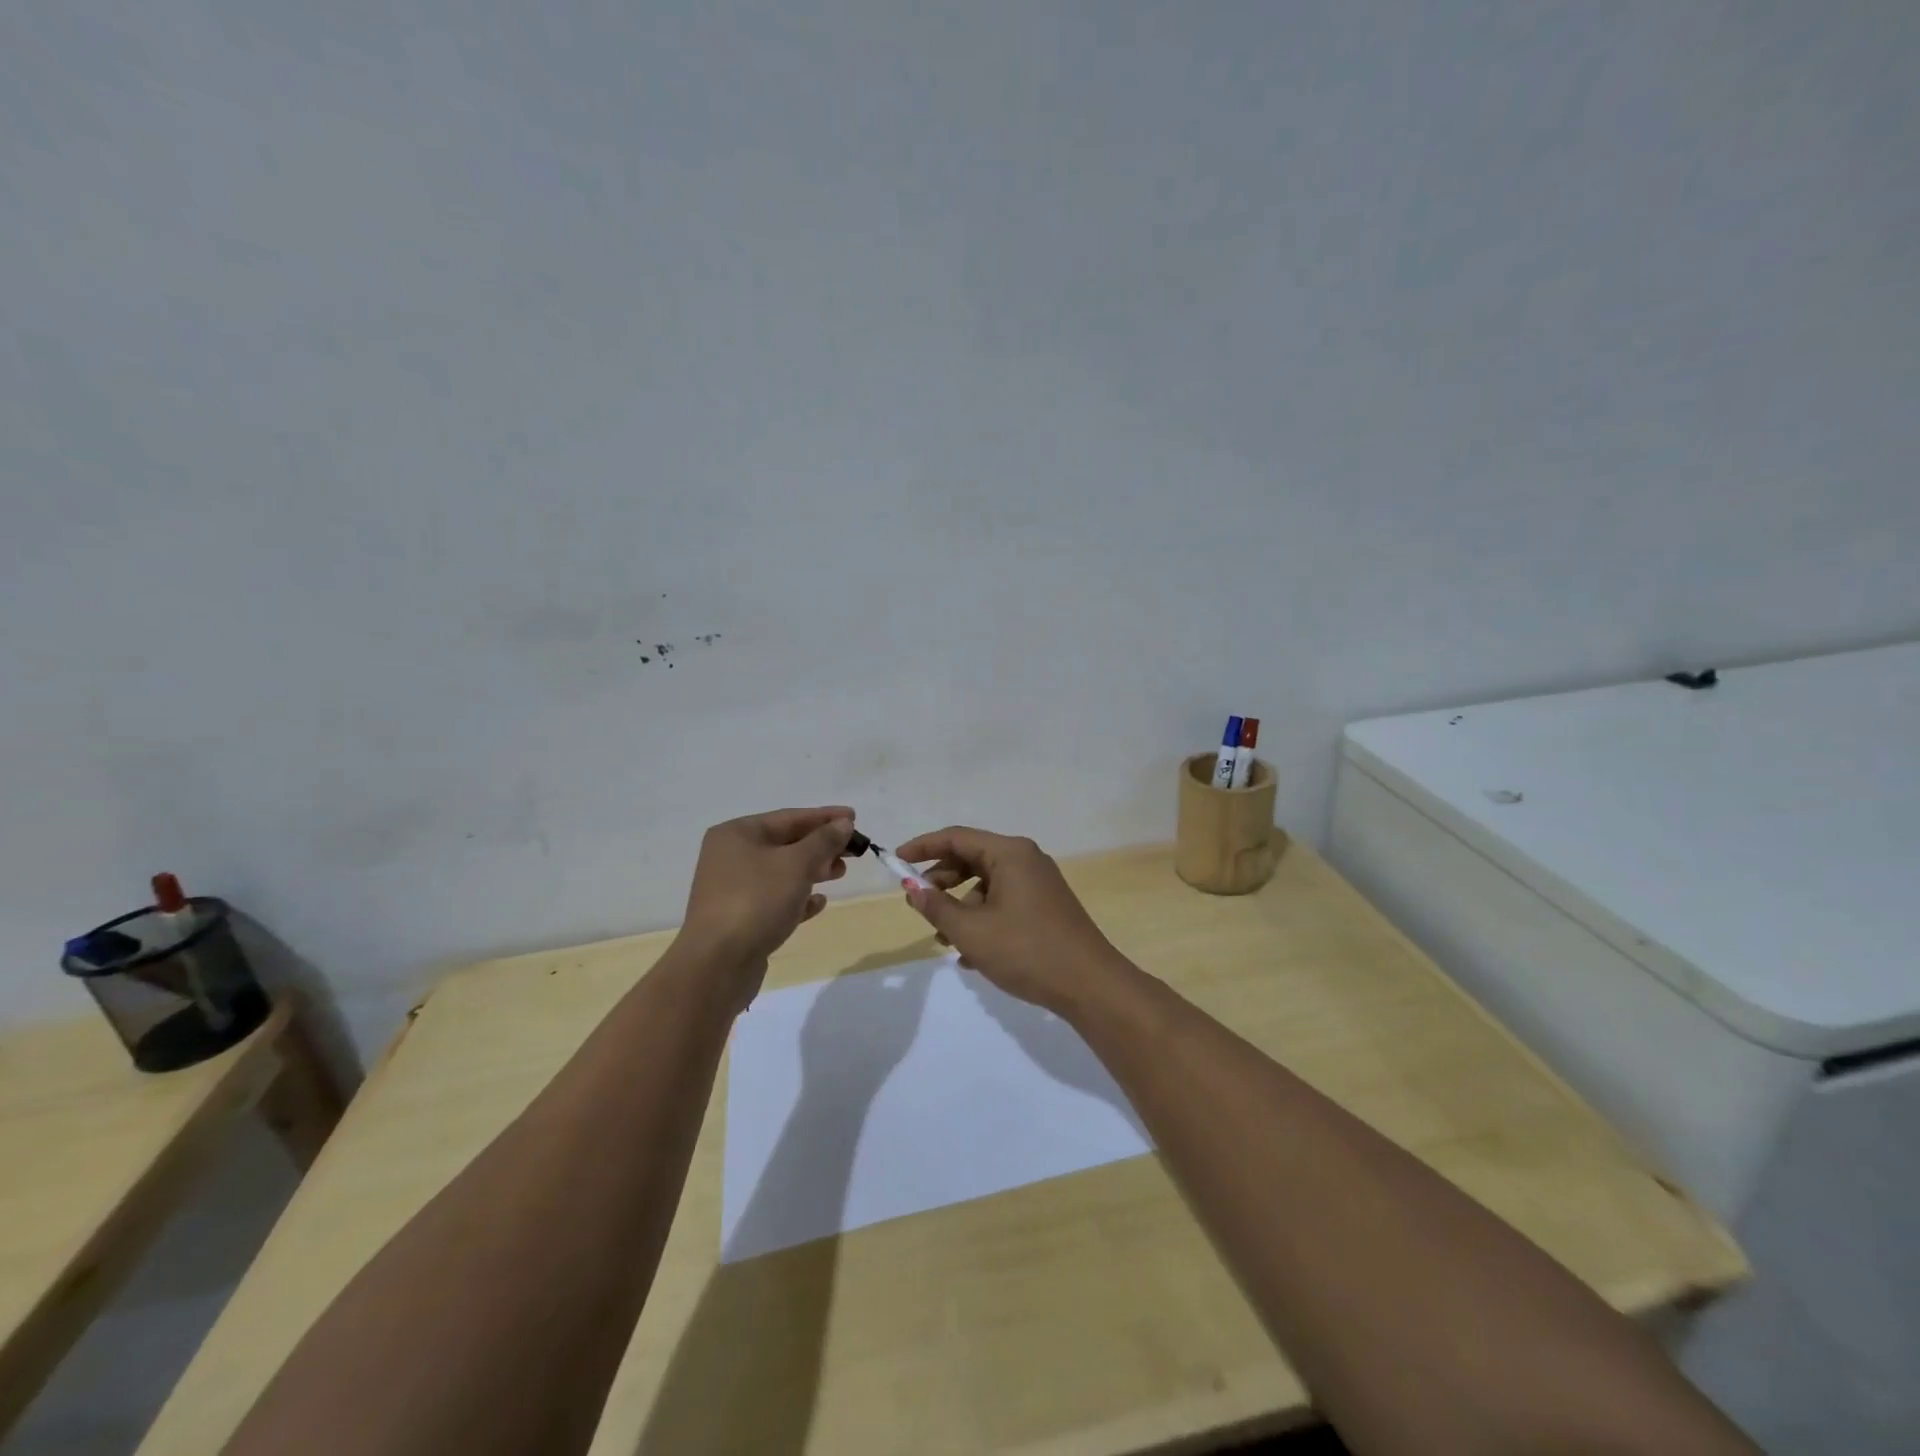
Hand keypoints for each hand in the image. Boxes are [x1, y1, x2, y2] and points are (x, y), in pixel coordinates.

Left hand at [682, 807, 854, 971]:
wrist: (717, 964)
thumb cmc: (757, 901)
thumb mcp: (796, 864)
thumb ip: (823, 840)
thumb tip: (843, 823)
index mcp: (737, 834)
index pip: (789, 817)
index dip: (825, 817)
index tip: (855, 818)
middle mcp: (730, 856)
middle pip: (785, 843)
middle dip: (821, 845)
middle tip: (853, 850)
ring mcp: (733, 889)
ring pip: (781, 872)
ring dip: (813, 870)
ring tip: (840, 873)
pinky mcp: (740, 918)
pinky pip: (775, 899)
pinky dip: (798, 897)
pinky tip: (819, 902)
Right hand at [893, 826, 1126, 1015]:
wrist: (1090, 985)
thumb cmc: (1026, 950)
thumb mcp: (971, 931)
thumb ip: (936, 907)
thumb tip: (912, 888)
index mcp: (1010, 853)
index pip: (957, 837)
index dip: (923, 847)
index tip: (896, 861)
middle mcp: (1026, 859)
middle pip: (972, 859)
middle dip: (942, 881)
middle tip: (919, 904)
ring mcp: (1039, 884)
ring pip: (987, 885)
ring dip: (961, 907)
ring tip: (945, 940)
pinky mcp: (1045, 907)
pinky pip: (1004, 902)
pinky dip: (983, 919)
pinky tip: (971, 955)